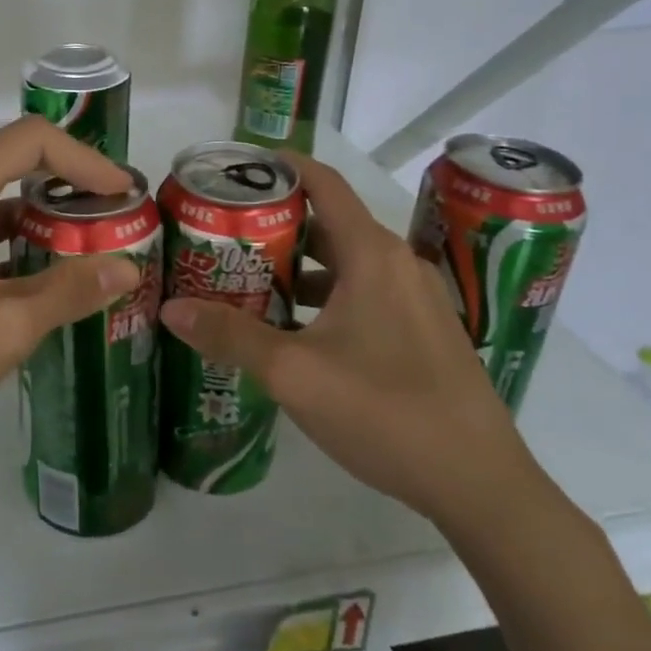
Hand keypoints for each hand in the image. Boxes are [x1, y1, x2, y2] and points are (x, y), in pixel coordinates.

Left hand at [0, 116, 139, 448]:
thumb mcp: (6, 325)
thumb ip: (70, 290)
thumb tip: (127, 267)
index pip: (34, 140)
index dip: (86, 159)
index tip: (123, 194)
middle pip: (14, 162)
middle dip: (68, 186)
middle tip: (112, 219)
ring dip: (40, 219)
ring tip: (85, 251)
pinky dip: (10, 244)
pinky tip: (36, 282)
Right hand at [156, 154, 538, 529]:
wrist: (480, 484)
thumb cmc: (385, 411)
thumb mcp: (294, 373)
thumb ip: (230, 335)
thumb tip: (171, 309)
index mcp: (372, 254)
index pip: (323, 182)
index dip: (280, 166)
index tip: (235, 169)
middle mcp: (397, 263)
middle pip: (328, 223)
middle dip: (274, 225)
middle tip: (221, 236)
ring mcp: (415, 297)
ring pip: (344, 262)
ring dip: (297, 267)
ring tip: (245, 282)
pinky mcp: (422, 329)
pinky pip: (363, 292)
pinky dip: (324, 295)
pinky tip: (291, 330)